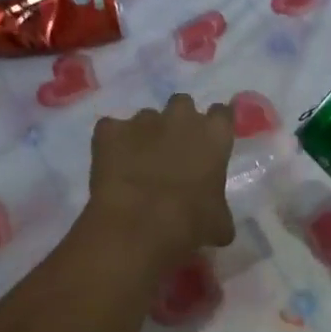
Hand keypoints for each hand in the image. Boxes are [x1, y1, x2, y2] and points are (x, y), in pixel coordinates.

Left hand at [87, 94, 235, 267]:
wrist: (139, 226)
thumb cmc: (191, 224)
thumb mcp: (219, 223)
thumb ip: (219, 207)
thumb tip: (216, 218)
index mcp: (214, 135)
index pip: (221, 114)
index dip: (215, 126)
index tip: (210, 141)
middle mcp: (180, 117)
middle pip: (182, 105)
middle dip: (179, 122)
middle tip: (175, 150)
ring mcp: (141, 120)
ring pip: (145, 118)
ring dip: (145, 135)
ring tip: (139, 164)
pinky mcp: (109, 131)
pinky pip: (111, 130)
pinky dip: (112, 143)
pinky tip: (112, 165)